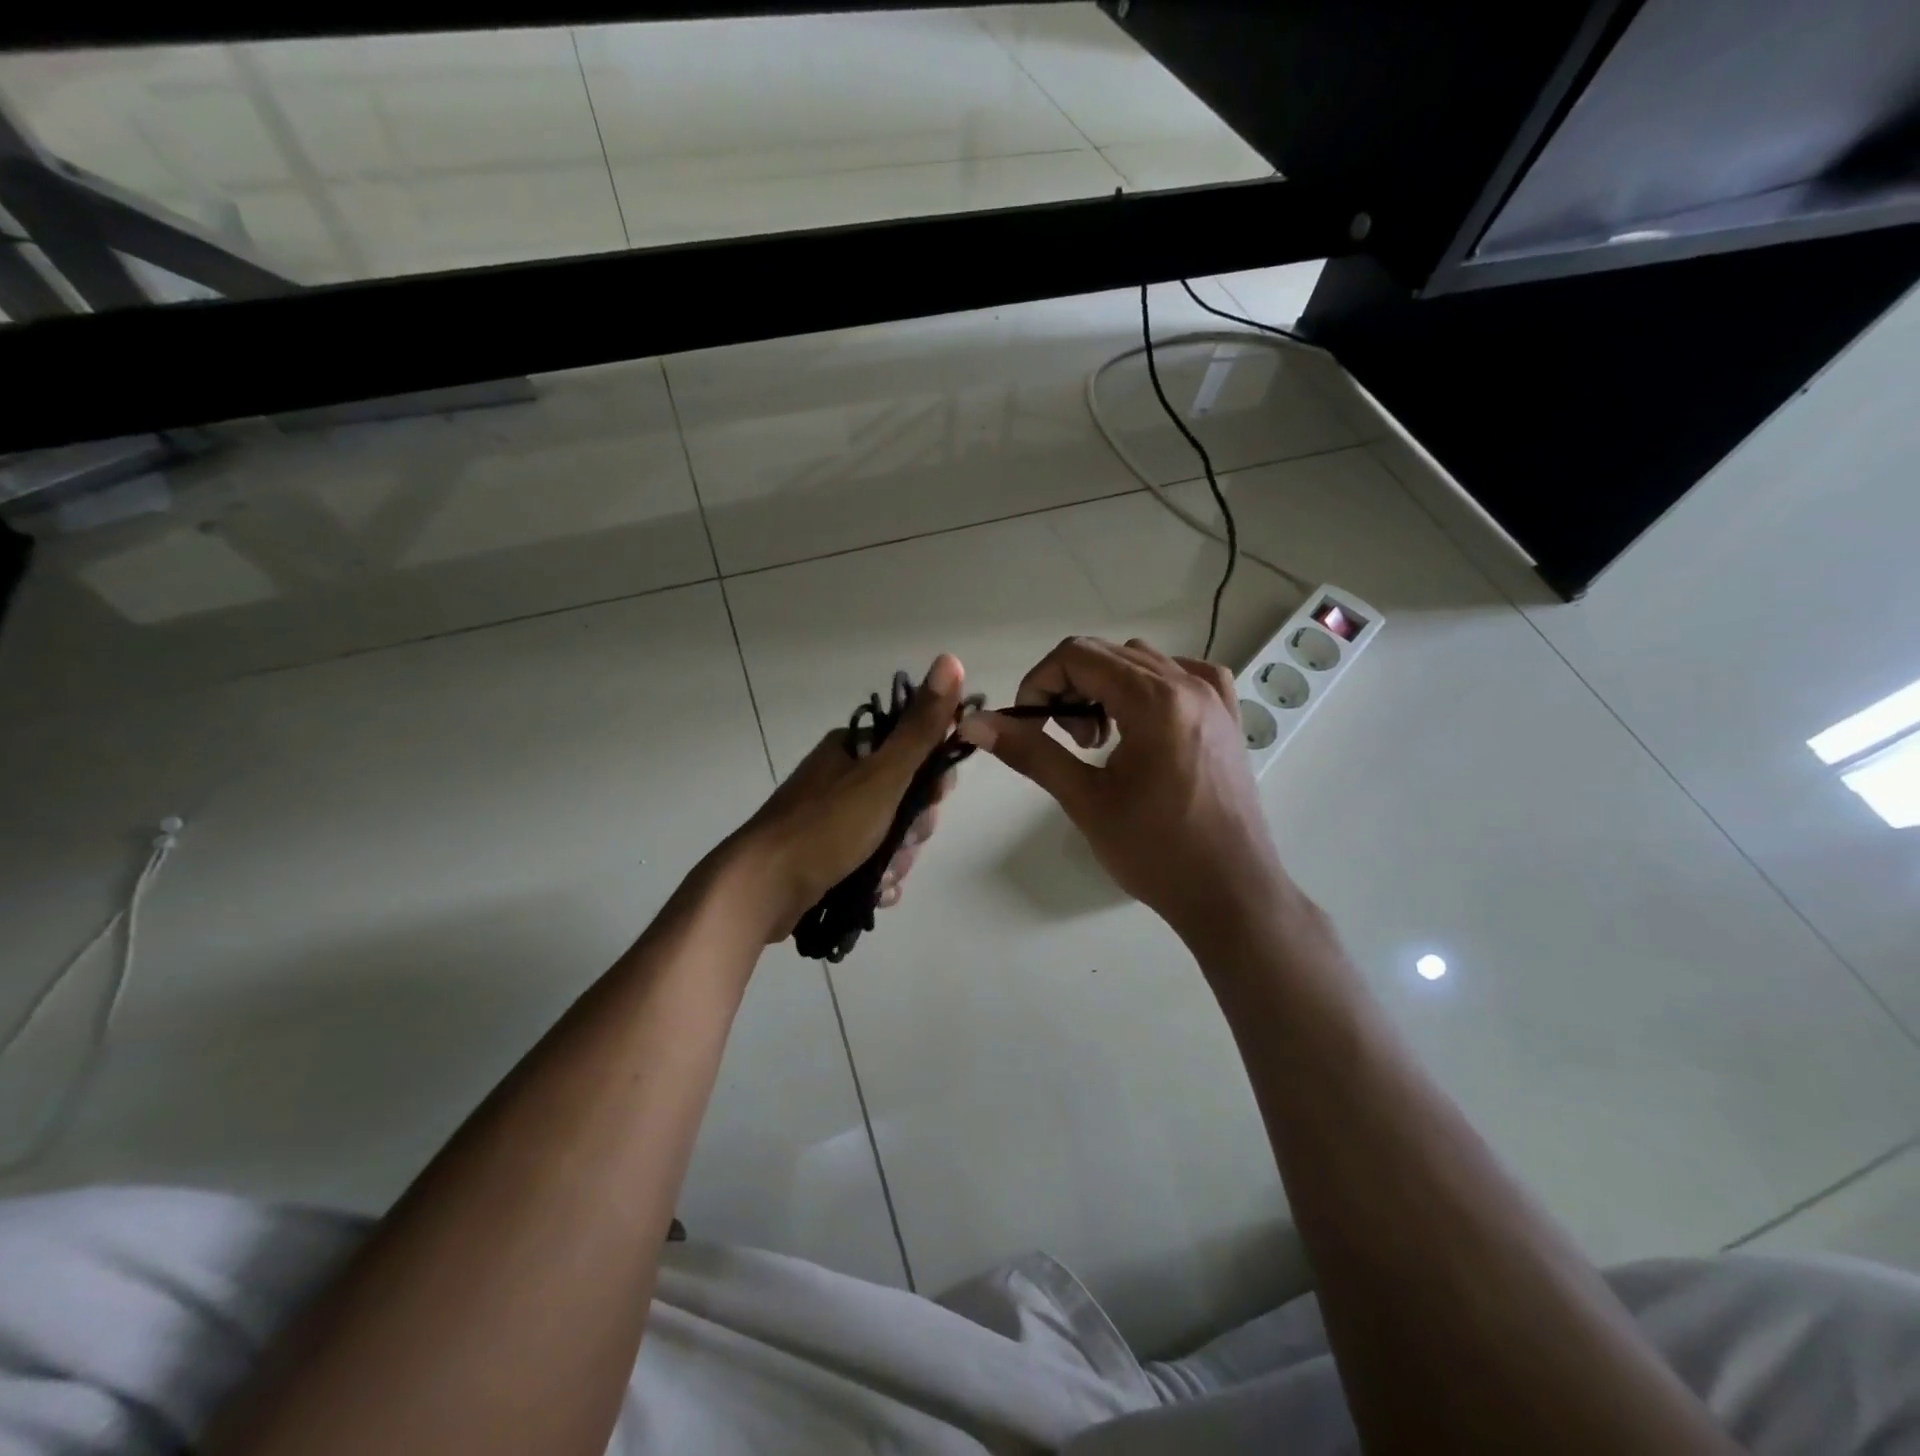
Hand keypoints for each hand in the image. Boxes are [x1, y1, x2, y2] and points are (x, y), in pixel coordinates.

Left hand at [729, 655, 965, 941]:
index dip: (933, 776)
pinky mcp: (822, 855)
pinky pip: (868, 862)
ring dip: (897, 857)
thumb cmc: (826, 827)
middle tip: (903, 841)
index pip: (913, 750)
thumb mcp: (883, 775)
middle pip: (904, 797)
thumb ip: (921, 727)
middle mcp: (839, 777)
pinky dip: (878, 877)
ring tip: (884, 875)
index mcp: (851, 749)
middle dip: (913, 826)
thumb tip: (950, 659)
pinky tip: (877, 892)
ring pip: (889, 833)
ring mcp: (829, 818)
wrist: (760, 890)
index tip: (935, 799)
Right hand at [958, 636, 1290, 949]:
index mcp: (1155, 699)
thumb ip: (1030, 752)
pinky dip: (1147, 689)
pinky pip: (1180, 676)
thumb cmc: (1156, 851)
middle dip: (1069, 688)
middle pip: (1107, 654)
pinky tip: (1142, 726)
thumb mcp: (1085, 800)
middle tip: (1065, 741)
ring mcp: (1215, 697)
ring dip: (1105, 687)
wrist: (1231, 893)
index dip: (1039, 683)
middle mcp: (1189, 683)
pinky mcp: (1228, 716)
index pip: (1077, 655)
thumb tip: (974, 723)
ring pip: (1141, 662)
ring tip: (1100, 742)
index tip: (1029, 726)